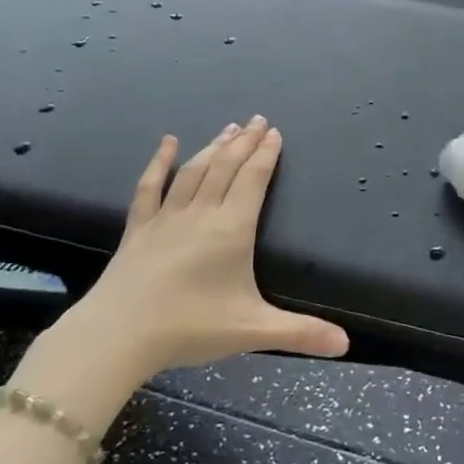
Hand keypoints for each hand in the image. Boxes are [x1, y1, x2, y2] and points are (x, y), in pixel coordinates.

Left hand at [12, 118, 348, 429]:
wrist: (117, 336)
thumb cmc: (189, 328)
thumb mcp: (252, 331)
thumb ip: (301, 333)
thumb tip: (346, 344)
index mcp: (231, 229)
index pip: (253, 180)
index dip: (266, 155)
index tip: (275, 132)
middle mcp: (201, 213)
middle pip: (225, 167)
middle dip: (245, 142)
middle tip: (258, 119)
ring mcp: (166, 218)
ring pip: (194, 171)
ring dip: (213, 146)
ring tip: (229, 128)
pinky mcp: (138, 228)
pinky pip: (150, 187)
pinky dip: (159, 162)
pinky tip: (167, 142)